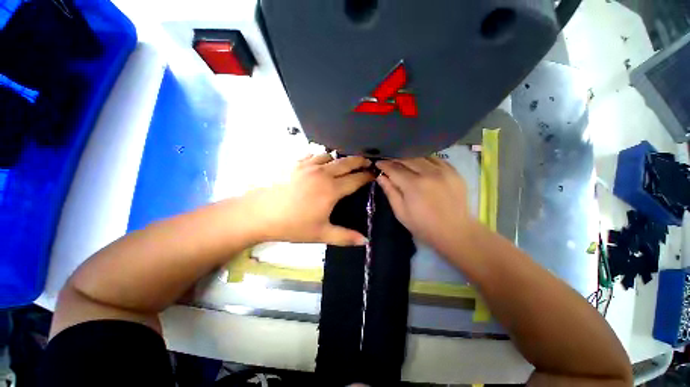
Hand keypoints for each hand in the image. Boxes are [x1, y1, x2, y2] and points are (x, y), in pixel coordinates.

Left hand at [246, 154, 373, 245]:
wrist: (260, 213)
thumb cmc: (293, 225)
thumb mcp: (321, 234)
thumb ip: (345, 237)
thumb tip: (365, 241)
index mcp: (331, 190)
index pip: (355, 179)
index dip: (367, 176)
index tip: (374, 173)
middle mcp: (323, 173)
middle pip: (346, 162)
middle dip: (359, 161)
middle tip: (367, 161)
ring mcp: (308, 166)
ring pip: (330, 156)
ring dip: (339, 159)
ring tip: (343, 164)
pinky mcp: (295, 164)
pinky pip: (313, 155)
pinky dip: (322, 157)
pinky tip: (320, 163)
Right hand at [376, 158, 478, 256]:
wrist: (454, 232)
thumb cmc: (423, 225)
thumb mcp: (401, 212)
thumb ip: (390, 192)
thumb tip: (380, 176)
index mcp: (413, 185)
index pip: (394, 169)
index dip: (384, 165)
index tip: (378, 163)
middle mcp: (429, 173)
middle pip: (407, 159)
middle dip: (395, 159)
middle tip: (388, 161)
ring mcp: (444, 171)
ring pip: (422, 156)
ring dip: (409, 158)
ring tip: (403, 162)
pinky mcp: (454, 172)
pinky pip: (436, 159)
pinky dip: (425, 159)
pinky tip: (421, 164)